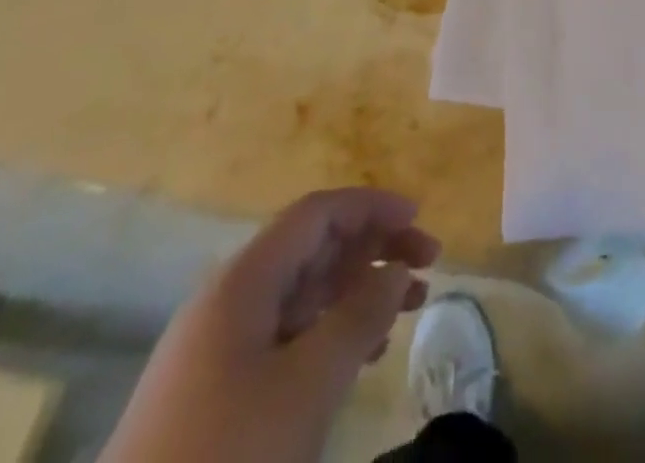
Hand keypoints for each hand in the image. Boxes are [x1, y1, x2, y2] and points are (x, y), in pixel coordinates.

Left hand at [102, 188, 439, 462]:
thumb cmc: (226, 459)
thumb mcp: (307, 387)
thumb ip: (359, 318)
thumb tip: (397, 269)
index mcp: (244, 281)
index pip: (317, 213)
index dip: (371, 206)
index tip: (419, 218)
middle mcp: (229, 300)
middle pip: (312, 248)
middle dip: (373, 248)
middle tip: (429, 264)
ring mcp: (218, 348)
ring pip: (303, 293)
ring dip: (358, 290)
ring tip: (409, 306)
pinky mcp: (215, 393)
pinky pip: (287, 336)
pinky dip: (332, 331)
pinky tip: (364, 353)